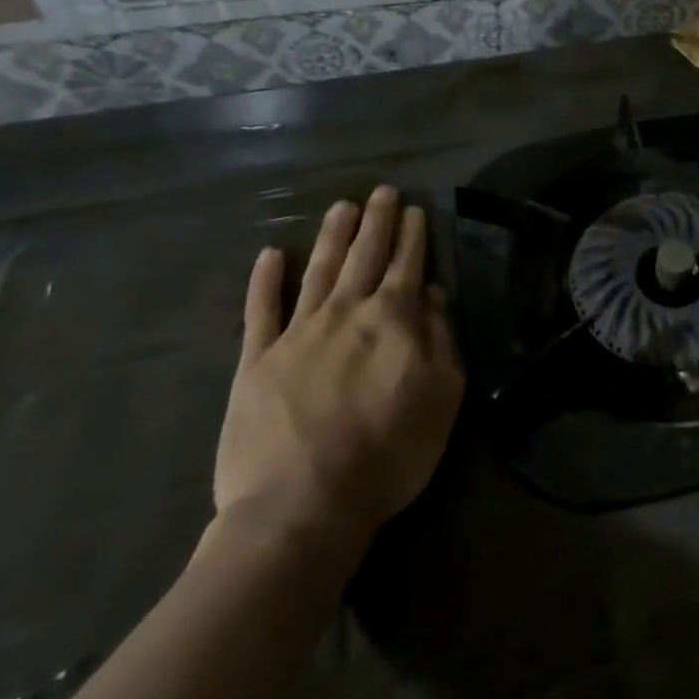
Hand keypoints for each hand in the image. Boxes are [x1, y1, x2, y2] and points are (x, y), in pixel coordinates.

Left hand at [215, 187, 463, 558]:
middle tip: (381, 190)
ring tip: (342, 206)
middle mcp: (345, 313)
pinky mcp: (255, 362)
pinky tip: (271, 255)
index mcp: (392, 320)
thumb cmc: (388, 453)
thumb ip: (440, 338)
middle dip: (376, 221)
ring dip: (333, 236)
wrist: (300, 507)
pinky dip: (265, 281)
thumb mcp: (442, 396)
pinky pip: (261, 311)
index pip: (406, 265)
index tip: (415, 208)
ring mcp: (296, 334)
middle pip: (364, 256)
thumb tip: (432, 294)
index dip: (412, 235)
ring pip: (320, 271)